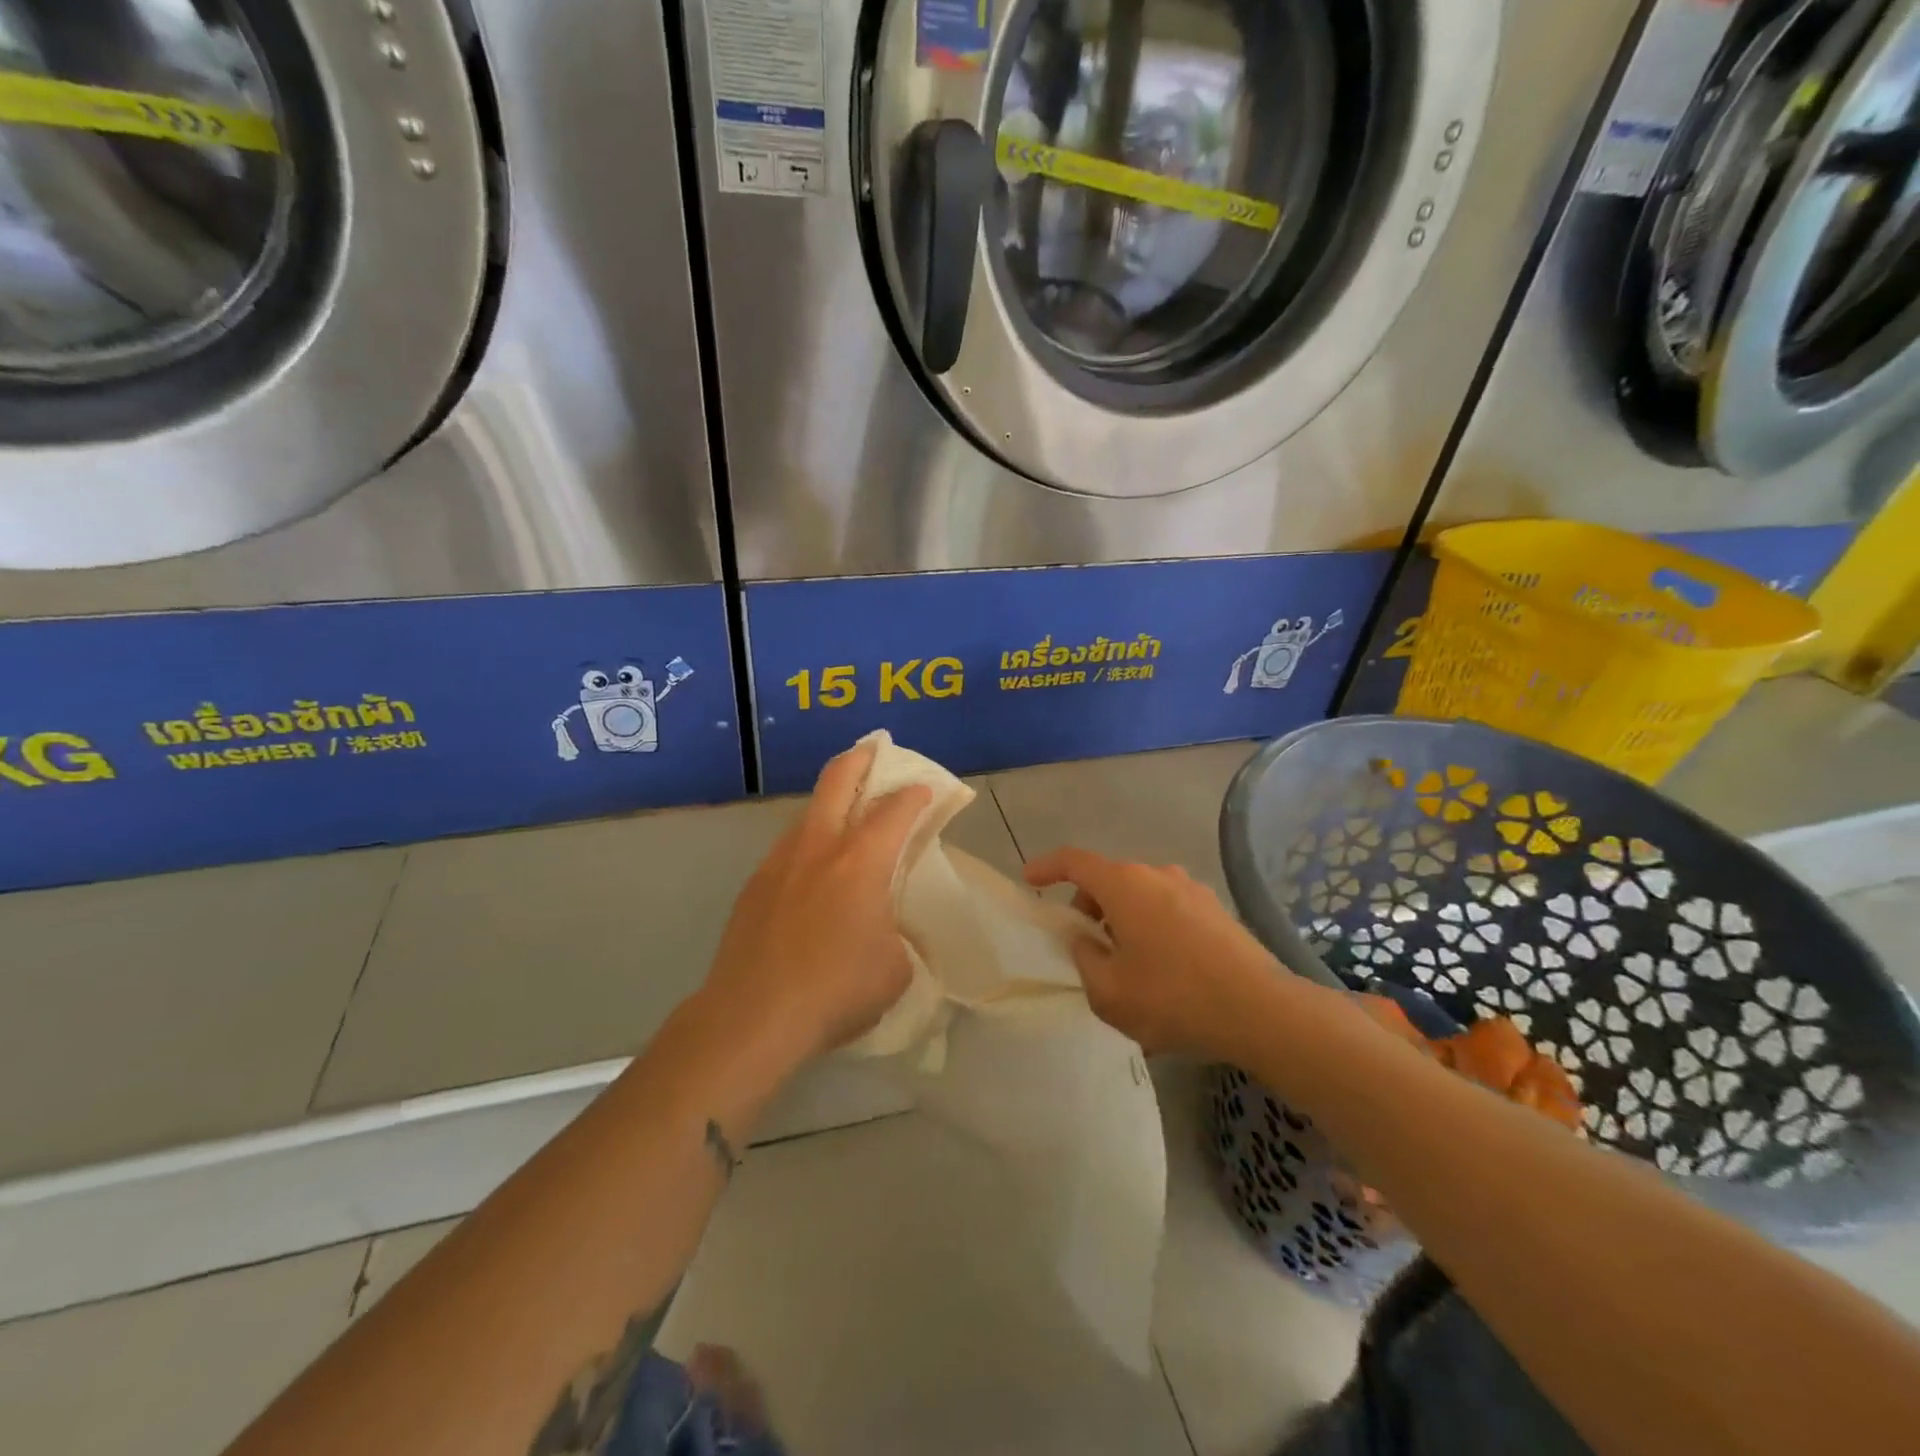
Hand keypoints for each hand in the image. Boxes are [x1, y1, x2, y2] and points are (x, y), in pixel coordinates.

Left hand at [702, 741, 930, 1064]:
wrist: (753, 1016)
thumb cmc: (836, 990)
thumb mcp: (894, 967)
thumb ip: (895, 932)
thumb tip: (882, 928)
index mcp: (861, 861)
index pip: (895, 809)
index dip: (915, 794)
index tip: (925, 791)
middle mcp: (819, 847)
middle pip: (838, 779)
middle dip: (861, 758)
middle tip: (875, 751)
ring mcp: (780, 861)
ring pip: (809, 811)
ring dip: (831, 802)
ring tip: (846, 816)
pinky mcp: (755, 885)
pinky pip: (789, 848)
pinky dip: (809, 843)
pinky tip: (813, 872)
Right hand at [1023, 848, 1300, 1057]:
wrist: (1260, 1010)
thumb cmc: (1173, 997)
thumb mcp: (1109, 991)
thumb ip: (1084, 958)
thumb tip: (1083, 938)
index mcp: (1124, 885)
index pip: (1074, 861)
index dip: (1047, 866)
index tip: (1029, 880)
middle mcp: (1157, 875)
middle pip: (1109, 880)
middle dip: (1088, 906)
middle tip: (1085, 947)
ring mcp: (1192, 890)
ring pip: (1141, 896)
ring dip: (1123, 920)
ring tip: (1126, 967)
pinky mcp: (1216, 910)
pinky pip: (1169, 911)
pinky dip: (1152, 929)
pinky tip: (1163, 973)